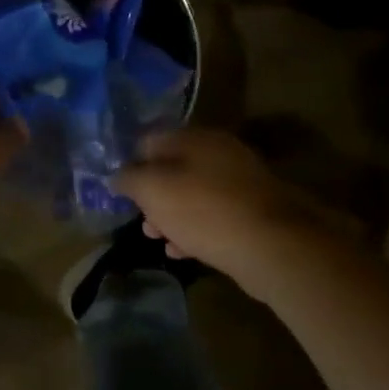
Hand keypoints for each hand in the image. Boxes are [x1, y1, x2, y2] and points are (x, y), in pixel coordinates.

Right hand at [116, 128, 316, 271]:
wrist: (271, 247)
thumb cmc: (203, 210)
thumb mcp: (153, 190)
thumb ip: (129, 179)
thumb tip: (117, 175)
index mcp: (196, 137)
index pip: (151, 140)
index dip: (131, 163)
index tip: (120, 189)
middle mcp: (220, 153)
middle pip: (174, 169)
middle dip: (153, 195)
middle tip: (141, 219)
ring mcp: (240, 183)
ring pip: (193, 194)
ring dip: (172, 216)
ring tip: (157, 239)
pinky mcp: (253, 213)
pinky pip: (214, 216)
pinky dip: (195, 230)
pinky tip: (181, 252)